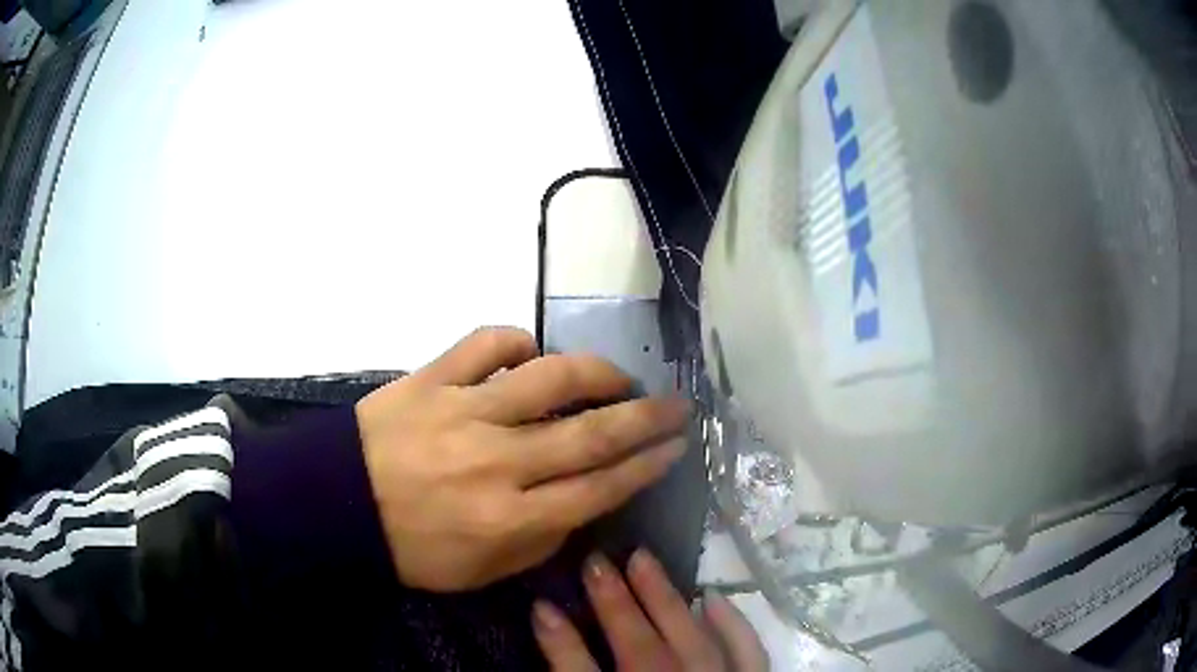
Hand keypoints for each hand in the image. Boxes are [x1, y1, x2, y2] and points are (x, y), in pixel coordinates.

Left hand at [356, 327, 687, 591]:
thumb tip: (584, 501)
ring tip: (620, 376)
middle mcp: (496, 461)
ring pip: (550, 377)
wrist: (336, 505)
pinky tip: (530, 354)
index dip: (646, 466)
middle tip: (677, 405)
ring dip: (597, 372)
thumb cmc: (412, 548)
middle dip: (646, 418)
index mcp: (508, 518)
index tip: (676, 447)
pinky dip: (516, 342)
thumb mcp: (482, 571)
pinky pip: (486, 343)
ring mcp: (464, 411)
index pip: (599, 488)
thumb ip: (541, 541)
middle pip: (590, 432)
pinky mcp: (432, 378)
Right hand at [532, 550, 767, 670]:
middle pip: (640, 648)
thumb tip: (549, 625)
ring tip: (642, 559)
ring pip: (693, 641)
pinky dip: (733, 624)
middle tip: (595, 559)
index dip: (560, 640)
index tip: (540, 602)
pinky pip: (748, 653)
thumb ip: (573, 671)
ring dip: (666, 600)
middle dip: (615, 603)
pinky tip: (713, 595)